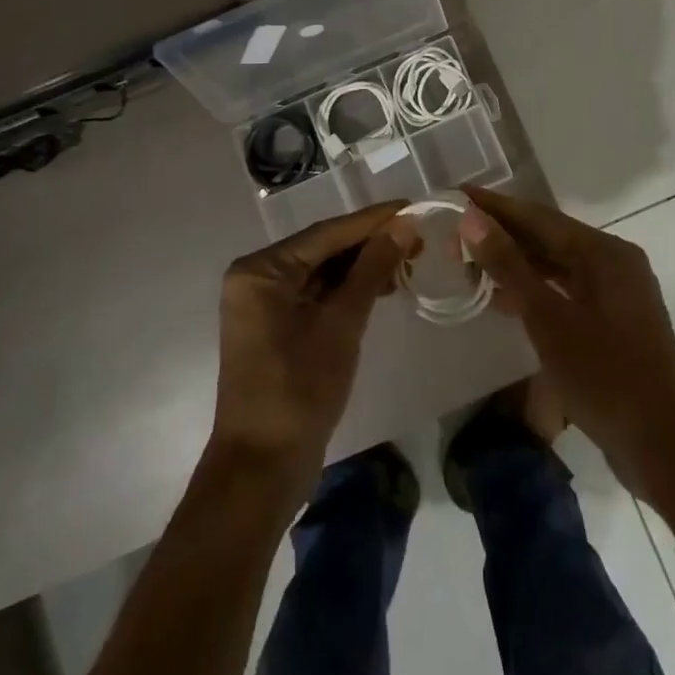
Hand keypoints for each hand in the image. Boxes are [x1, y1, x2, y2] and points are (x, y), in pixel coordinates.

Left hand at [208, 203, 411, 492]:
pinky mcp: (275, 327)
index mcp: (261, 270)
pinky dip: (347, 291)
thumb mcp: (342, 324)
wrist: (262, 469)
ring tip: (408, 260)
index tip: (412, 206)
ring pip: (321, 272)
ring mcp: (264, 304)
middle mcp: (257, 278)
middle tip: (417, 237)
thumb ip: (372, 269)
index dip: (372, 220)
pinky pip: (315, 295)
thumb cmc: (300, 389)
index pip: (326, 233)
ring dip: (362, 267)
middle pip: (322, 249)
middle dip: (370, 244)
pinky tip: (382, 287)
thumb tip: (404, 226)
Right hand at [462, 186, 674, 501]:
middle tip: (454, 236)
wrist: (666, 449)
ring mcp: (618, 293)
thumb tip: (471, 219)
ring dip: (516, 264)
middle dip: (501, 235)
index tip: (456, 195)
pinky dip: (536, 290)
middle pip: (549, 237)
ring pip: (557, 265)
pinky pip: (567, 290)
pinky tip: (504, 299)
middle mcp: (615, 262)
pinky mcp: (615, 321)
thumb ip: (509, 265)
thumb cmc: (605, 377)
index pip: (538, 216)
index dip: (494, 206)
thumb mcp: (548, 319)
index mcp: (605, 252)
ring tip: (470, 264)